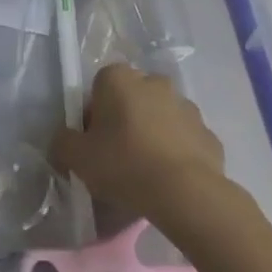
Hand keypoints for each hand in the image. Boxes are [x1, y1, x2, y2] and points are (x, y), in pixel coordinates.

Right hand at [50, 64, 226, 222]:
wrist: (185, 193)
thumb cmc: (124, 164)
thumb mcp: (77, 157)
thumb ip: (62, 143)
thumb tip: (63, 142)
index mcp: (119, 78)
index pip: (98, 89)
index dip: (93, 116)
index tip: (93, 144)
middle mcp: (154, 82)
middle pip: (131, 100)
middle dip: (125, 121)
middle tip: (117, 157)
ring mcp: (186, 106)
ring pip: (160, 117)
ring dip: (153, 135)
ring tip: (146, 173)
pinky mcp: (209, 133)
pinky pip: (185, 140)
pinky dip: (177, 154)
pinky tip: (170, 181)